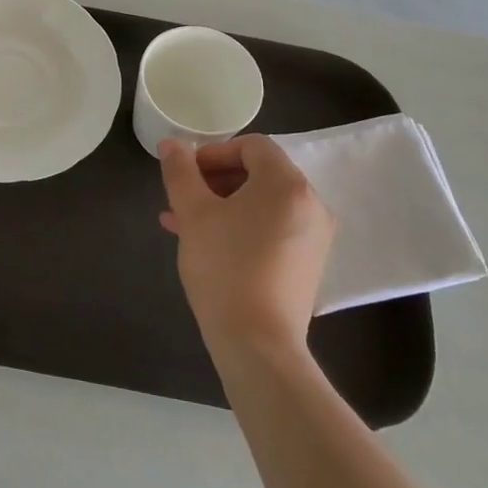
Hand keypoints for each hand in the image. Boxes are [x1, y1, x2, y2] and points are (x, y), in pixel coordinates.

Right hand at [158, 135, 335, 356]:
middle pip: (260, 173)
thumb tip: (171, 144)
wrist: (258, 344)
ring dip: (225, 205)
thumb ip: (180, 172)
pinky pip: (274, 228)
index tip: (187, 174)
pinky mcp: (310, 263)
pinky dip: (245, 226)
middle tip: (183, 200)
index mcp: (286, 183)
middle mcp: (311, 203)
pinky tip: (210, 245)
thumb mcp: (194, 214)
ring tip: (185, 224)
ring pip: (264, 204)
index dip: (214, 152)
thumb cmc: (224, 268)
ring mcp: (315, 236)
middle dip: (216, 181)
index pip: (252, 146)